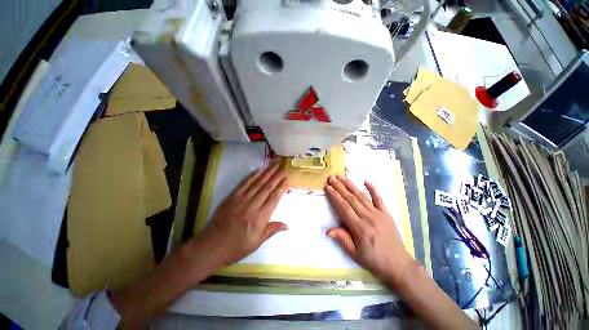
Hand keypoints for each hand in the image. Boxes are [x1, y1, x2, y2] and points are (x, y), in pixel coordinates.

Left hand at [201, 163, 288, 266]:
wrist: (212, 246)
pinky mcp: (232, 197)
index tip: (287, 179)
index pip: (274, 198)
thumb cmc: (237, 246)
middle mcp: (252, 206)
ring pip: (257, 183)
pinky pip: (244, 184)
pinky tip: (259, 170)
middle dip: (276, 176)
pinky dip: (253, 176)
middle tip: (283, 167)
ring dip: (267, 172)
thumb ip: (272, 230)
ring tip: (274, 164)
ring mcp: (241, 200)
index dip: (281, 187)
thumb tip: (287, 225)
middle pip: (267, 187)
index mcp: (260, 218)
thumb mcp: (257, 242)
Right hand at [325, 175, 416, 287]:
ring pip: (361, 196)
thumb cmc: (374, 261)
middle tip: (332, 178)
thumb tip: (327, 231)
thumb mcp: (355, 254)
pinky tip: (366, 181)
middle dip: (340, 187)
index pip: (343, 207)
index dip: (334, 196)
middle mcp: (368, 217)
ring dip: (351, 185)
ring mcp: (378, 214)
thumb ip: (342, 239)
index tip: (328, 187)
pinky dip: (373, 189)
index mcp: (359, 228)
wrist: (399, 265)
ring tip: (342, 177)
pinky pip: (379, 199)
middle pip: (351, 199)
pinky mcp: (386, 214)